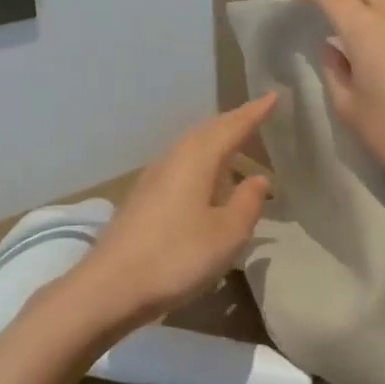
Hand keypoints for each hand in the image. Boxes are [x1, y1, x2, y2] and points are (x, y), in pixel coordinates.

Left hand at [65, 94, 275, 333]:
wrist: (110, 287)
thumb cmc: (177, 257)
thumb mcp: (227, 234)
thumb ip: (247, 203)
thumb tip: (257, 179)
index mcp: (196, 159)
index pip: (231, 127)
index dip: (254, 113)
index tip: (273, 96)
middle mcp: (172, 159)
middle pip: (206, 131)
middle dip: (232, 122)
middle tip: (256, 115)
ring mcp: (153, 178)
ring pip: (190, 147)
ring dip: (214, 140)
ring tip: (234, 144)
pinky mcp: (142, 199)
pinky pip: (180, 165)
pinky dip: (200, 161)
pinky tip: (205, 179)